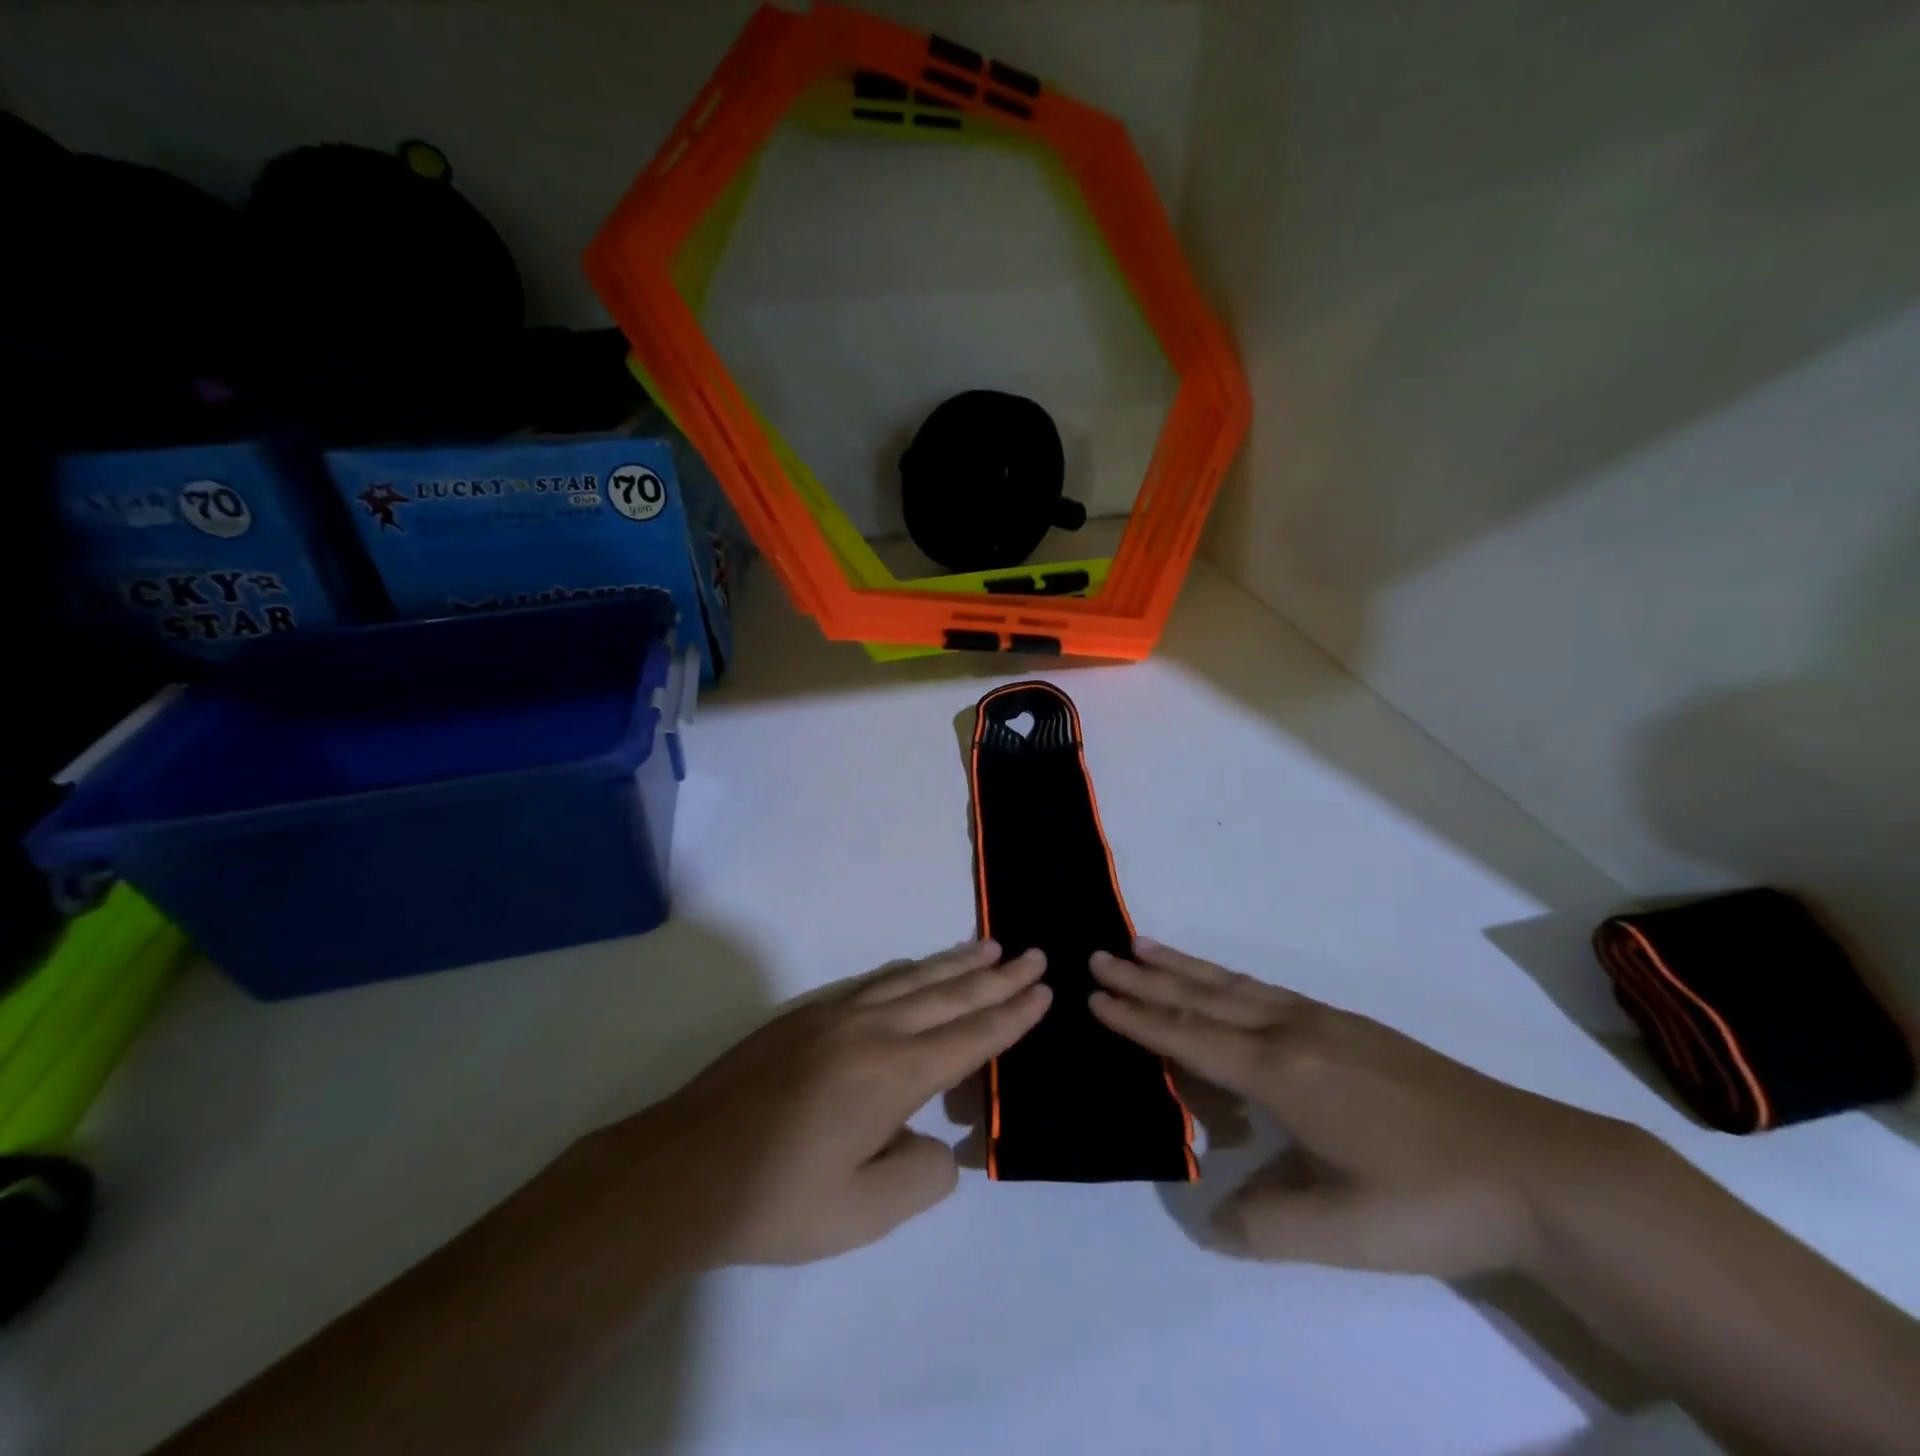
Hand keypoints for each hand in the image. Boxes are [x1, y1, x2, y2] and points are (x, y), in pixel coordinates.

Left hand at [593, 942, 1048, 1267]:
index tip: (1043, 990)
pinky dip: (911, 970)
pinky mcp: (807, 1016)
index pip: (971, 1036)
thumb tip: (941, 1145)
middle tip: (1034, 954)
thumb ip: (921, 1175)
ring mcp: (837, 1015)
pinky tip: (919, 968)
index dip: (1011, 1014)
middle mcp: (873, 1030)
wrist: (685, 1168)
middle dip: (997, 976)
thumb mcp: (864, 1213)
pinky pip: (876, 981)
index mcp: (895, 1073)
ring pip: (914, 978)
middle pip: (950, 995)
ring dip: (957, 963)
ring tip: (990, 945)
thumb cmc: (779, 1198)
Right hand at [1090, 939, 1645, 1278]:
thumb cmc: (1430, 1200)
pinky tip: (1226, 985)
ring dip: (1183, 967)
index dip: (1138, 1020)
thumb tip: (1209, 1218)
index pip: (1189, 1040)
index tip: (1094, 998)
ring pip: (1234, 985)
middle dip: (1145, 979)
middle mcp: (1292, 1032)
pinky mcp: (1351, 1026)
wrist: (1537, 1168)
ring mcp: (1324, 1022)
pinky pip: (1267, 991)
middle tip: (1099, 956)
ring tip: (1143, 946)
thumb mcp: (1342, 1232)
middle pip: (1202, 998)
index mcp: (1280, 1073)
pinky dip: (1227, 980)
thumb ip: (1263, 1225)